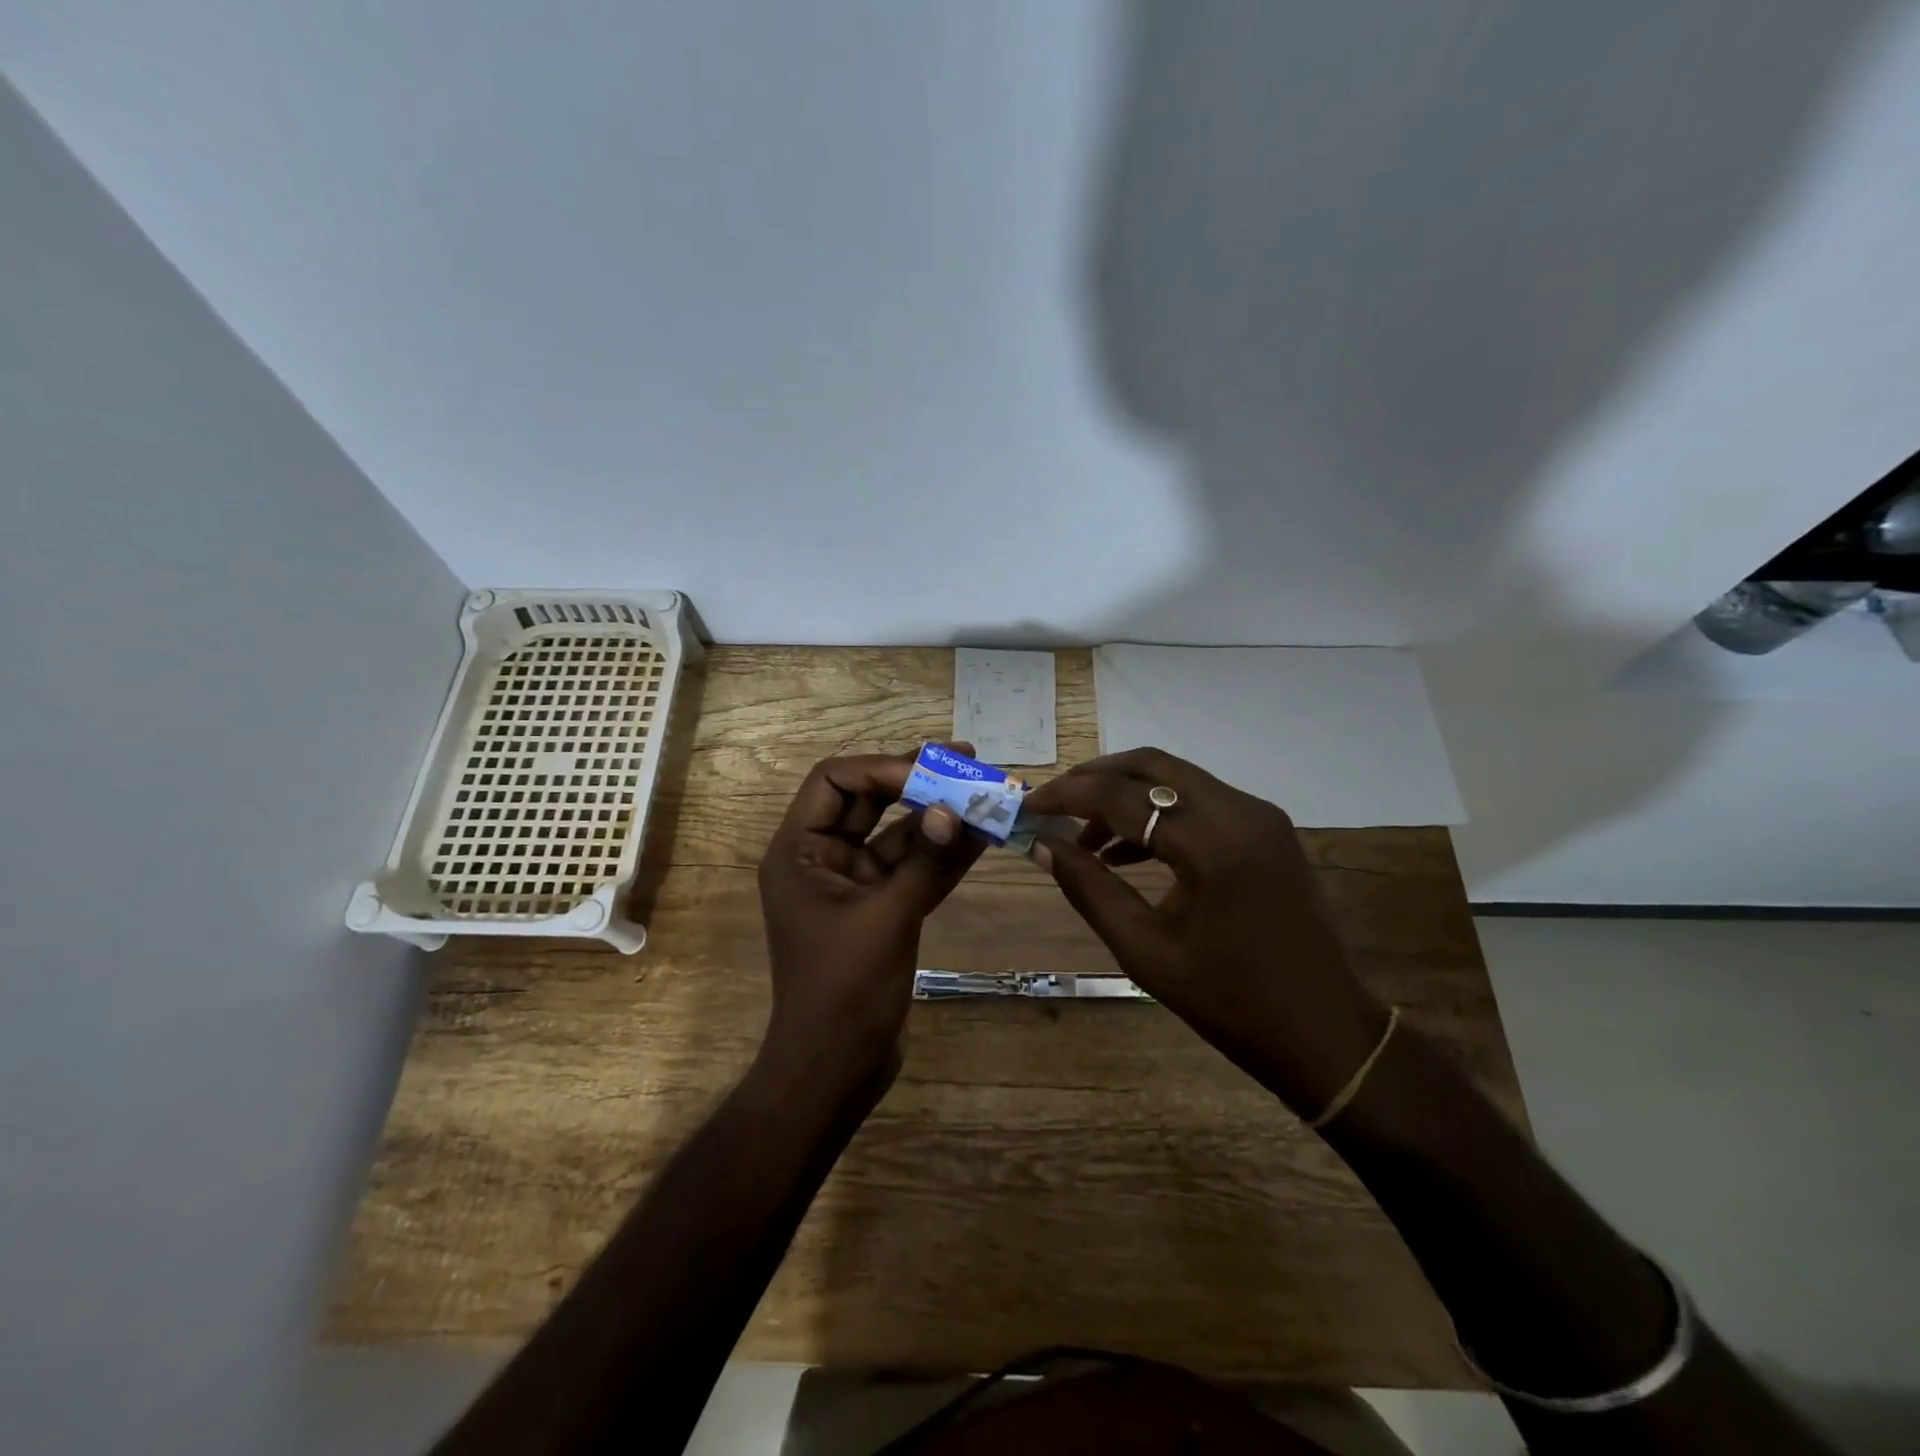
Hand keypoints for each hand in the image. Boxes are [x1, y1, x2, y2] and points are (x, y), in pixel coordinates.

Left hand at [755, 748, 984, 1100]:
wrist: (835, 1070)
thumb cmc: (844, 992)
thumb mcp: (887, 920)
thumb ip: (923, 862)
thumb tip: (952, 810)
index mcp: (800, 851)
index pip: (834, 781)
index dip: (882, 768)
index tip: (932, 771)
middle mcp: (822, 859)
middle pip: (868, 801)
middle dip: (917, 781)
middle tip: (967, 760)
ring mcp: (853, 885)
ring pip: (897, 835)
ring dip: (938, 817)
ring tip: (986, 794)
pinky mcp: (879, 909)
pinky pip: (912, 869)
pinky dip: (943, 855)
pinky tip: (982, 836)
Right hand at [1023, 747, 1388, 1117]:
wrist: (1326, 1032)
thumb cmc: (1230, 1002)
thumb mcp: (1145, 951)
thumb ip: (1089, 889)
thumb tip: (1044, 846)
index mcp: (1211, 844)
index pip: (1122, 796)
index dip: (1067, 795)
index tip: (1029, 805)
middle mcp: (1240, 811)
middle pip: (1152, 766)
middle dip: (1095, 778)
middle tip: (1055, 803)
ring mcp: (1260, 816)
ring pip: (1177, 779)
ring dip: (1127, 795)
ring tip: (1085, 836)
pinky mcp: (1268, 829)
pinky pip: (1201, 801)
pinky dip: (1160, 812)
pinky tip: (1129, 850)